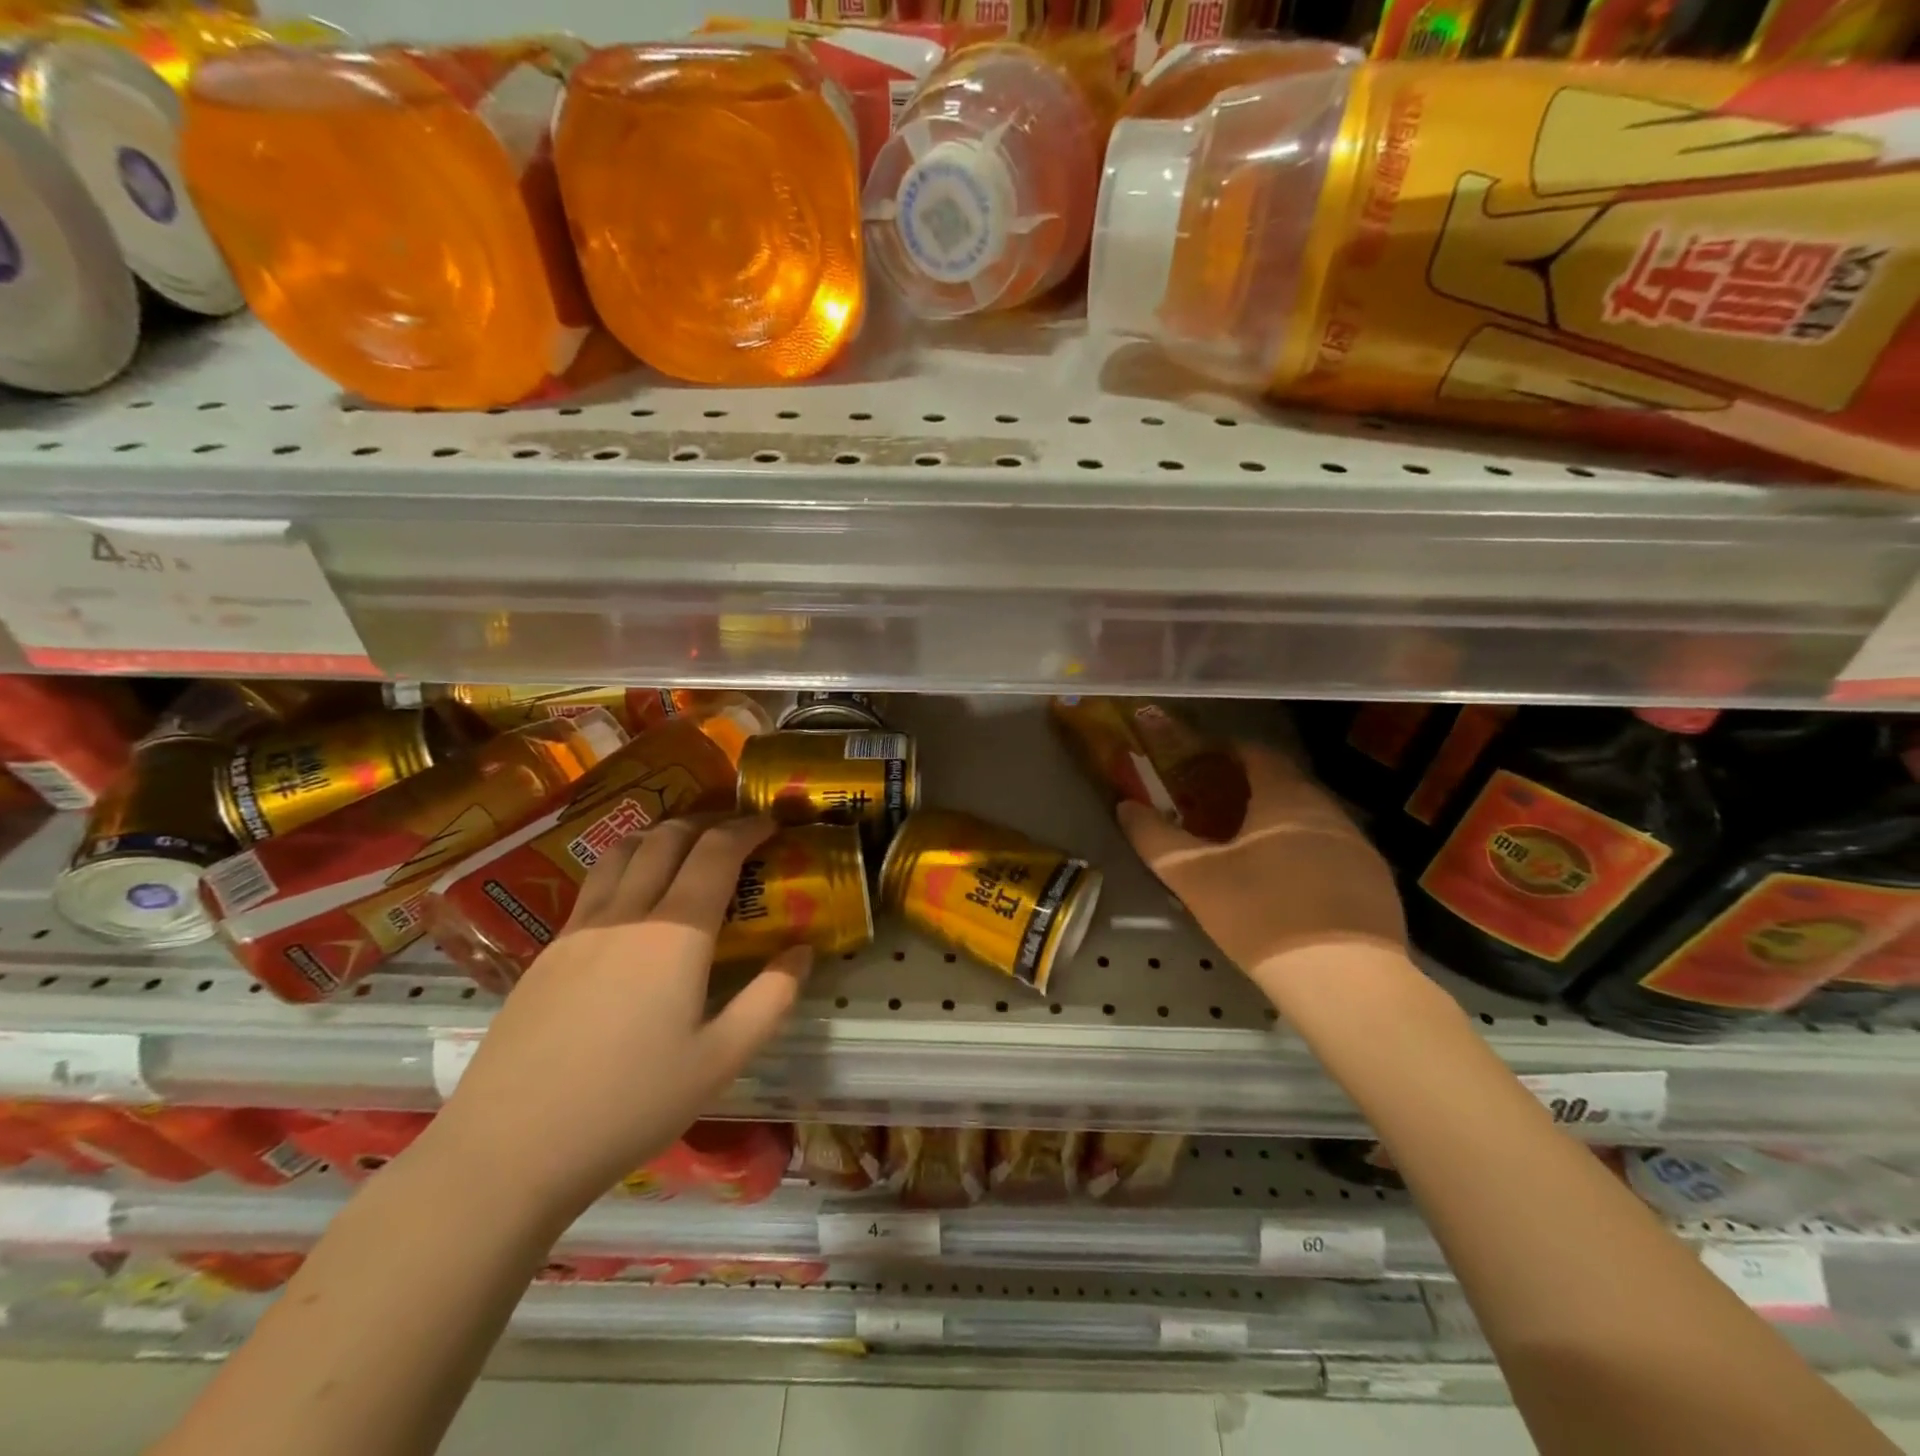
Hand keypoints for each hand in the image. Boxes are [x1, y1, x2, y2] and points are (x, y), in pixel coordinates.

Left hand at [422, 815, 809, 1223]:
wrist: (508, 1149)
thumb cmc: (629, 1105)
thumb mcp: (722, 1060)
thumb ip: (771, 998)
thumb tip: (803, 950)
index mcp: (675, 933)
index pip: (716, 852)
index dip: (747, 828)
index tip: (771, 824)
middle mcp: (627, 914)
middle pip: (667, 837)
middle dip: (707, 822)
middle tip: (734, 832)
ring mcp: (579, 929)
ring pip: (622, 851)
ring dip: (660, 834)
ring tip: (684, 848)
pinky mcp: (547, 952)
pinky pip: (594, 884)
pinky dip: (626, 865)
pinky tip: (634, 899)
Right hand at [1118, 741, 1406, 989]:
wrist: (1343, 980)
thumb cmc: (1260, 914)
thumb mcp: (1193, 877)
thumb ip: (1155, 838)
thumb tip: (1125, 807)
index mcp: (1285, 798)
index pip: (1256, 754)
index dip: (1225, 753)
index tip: (1197, 764)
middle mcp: (1326, 811)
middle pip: (1283, 784)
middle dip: (1246, 789)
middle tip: (1212, 809)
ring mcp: (1358, 846)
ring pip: (1308, 819)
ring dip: (1275, 822)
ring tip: (1244, 848)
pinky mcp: (1375, 882)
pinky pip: (1330, 850)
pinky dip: (1301, 852)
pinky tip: (1285, 886)